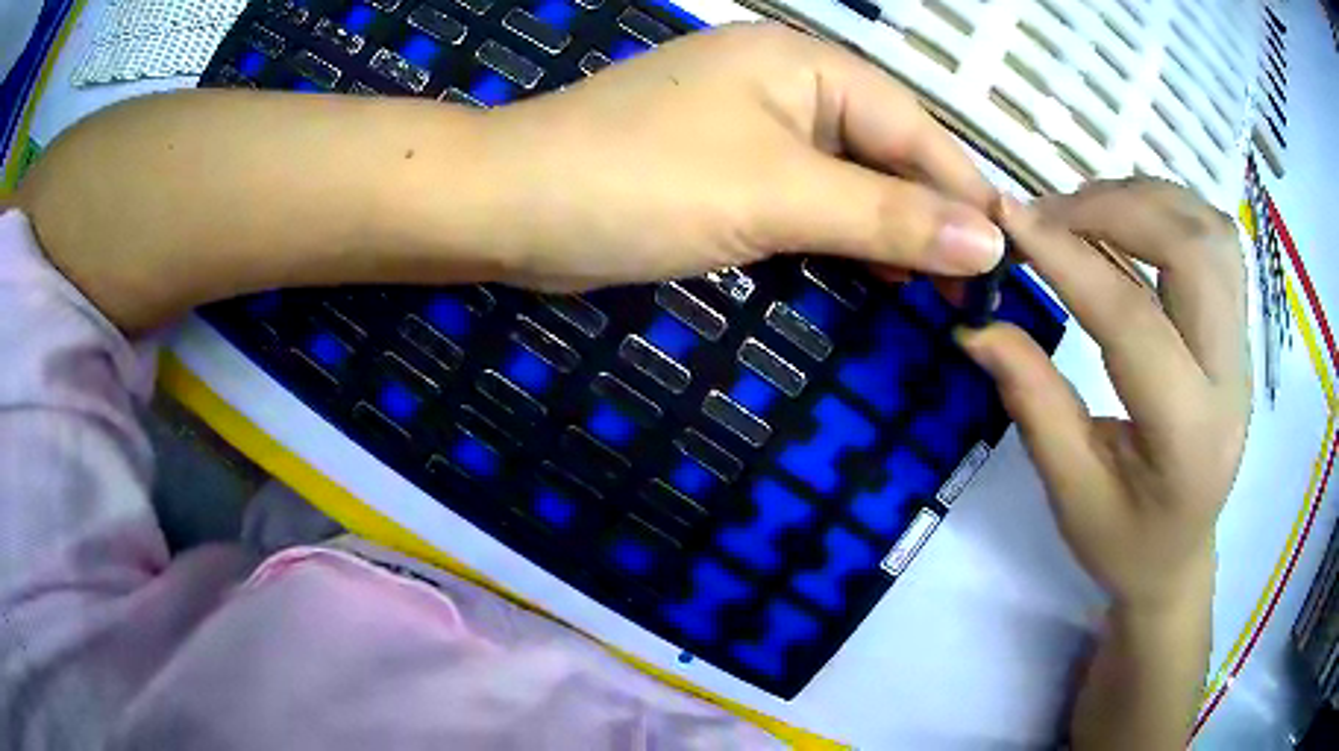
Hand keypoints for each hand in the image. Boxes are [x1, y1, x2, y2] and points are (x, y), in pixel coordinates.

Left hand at [455, 22, 1003, 289]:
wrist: (510, 205)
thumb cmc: (641, 184)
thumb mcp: (779, 196)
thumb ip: (888, 215)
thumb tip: (988, 239)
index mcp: (805, 66)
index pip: (913, 129)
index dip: (963, 193)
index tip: (1004, 257)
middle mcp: (784, 82)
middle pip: (882, 148)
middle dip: (928, 213)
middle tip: (969, 286)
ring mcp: (748, 123)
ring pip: (845, 173)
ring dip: (887, 226)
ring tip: (931, 284)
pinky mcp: (720, 163)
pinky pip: (802, 192)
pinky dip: (837, 229)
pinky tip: (864, 265)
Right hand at [958, 178, 1249, 609]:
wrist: (1179, 557)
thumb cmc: (1123, 542)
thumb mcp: (1069, 490)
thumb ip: (1031, 400)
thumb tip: (976, 324)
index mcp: (1188, 436)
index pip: (1133, 321)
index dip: (1067, 260)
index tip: (1007, 217)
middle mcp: (1231, 379)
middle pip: (1193, 250)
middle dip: (1117, 209)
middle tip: (1051, 214)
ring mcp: (1243, 349)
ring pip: (1211, 232)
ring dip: (1146, 200)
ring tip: (1088, 211)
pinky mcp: (1240, 331)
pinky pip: (1218, 241)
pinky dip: (1172, 210)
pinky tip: (1132, 223)